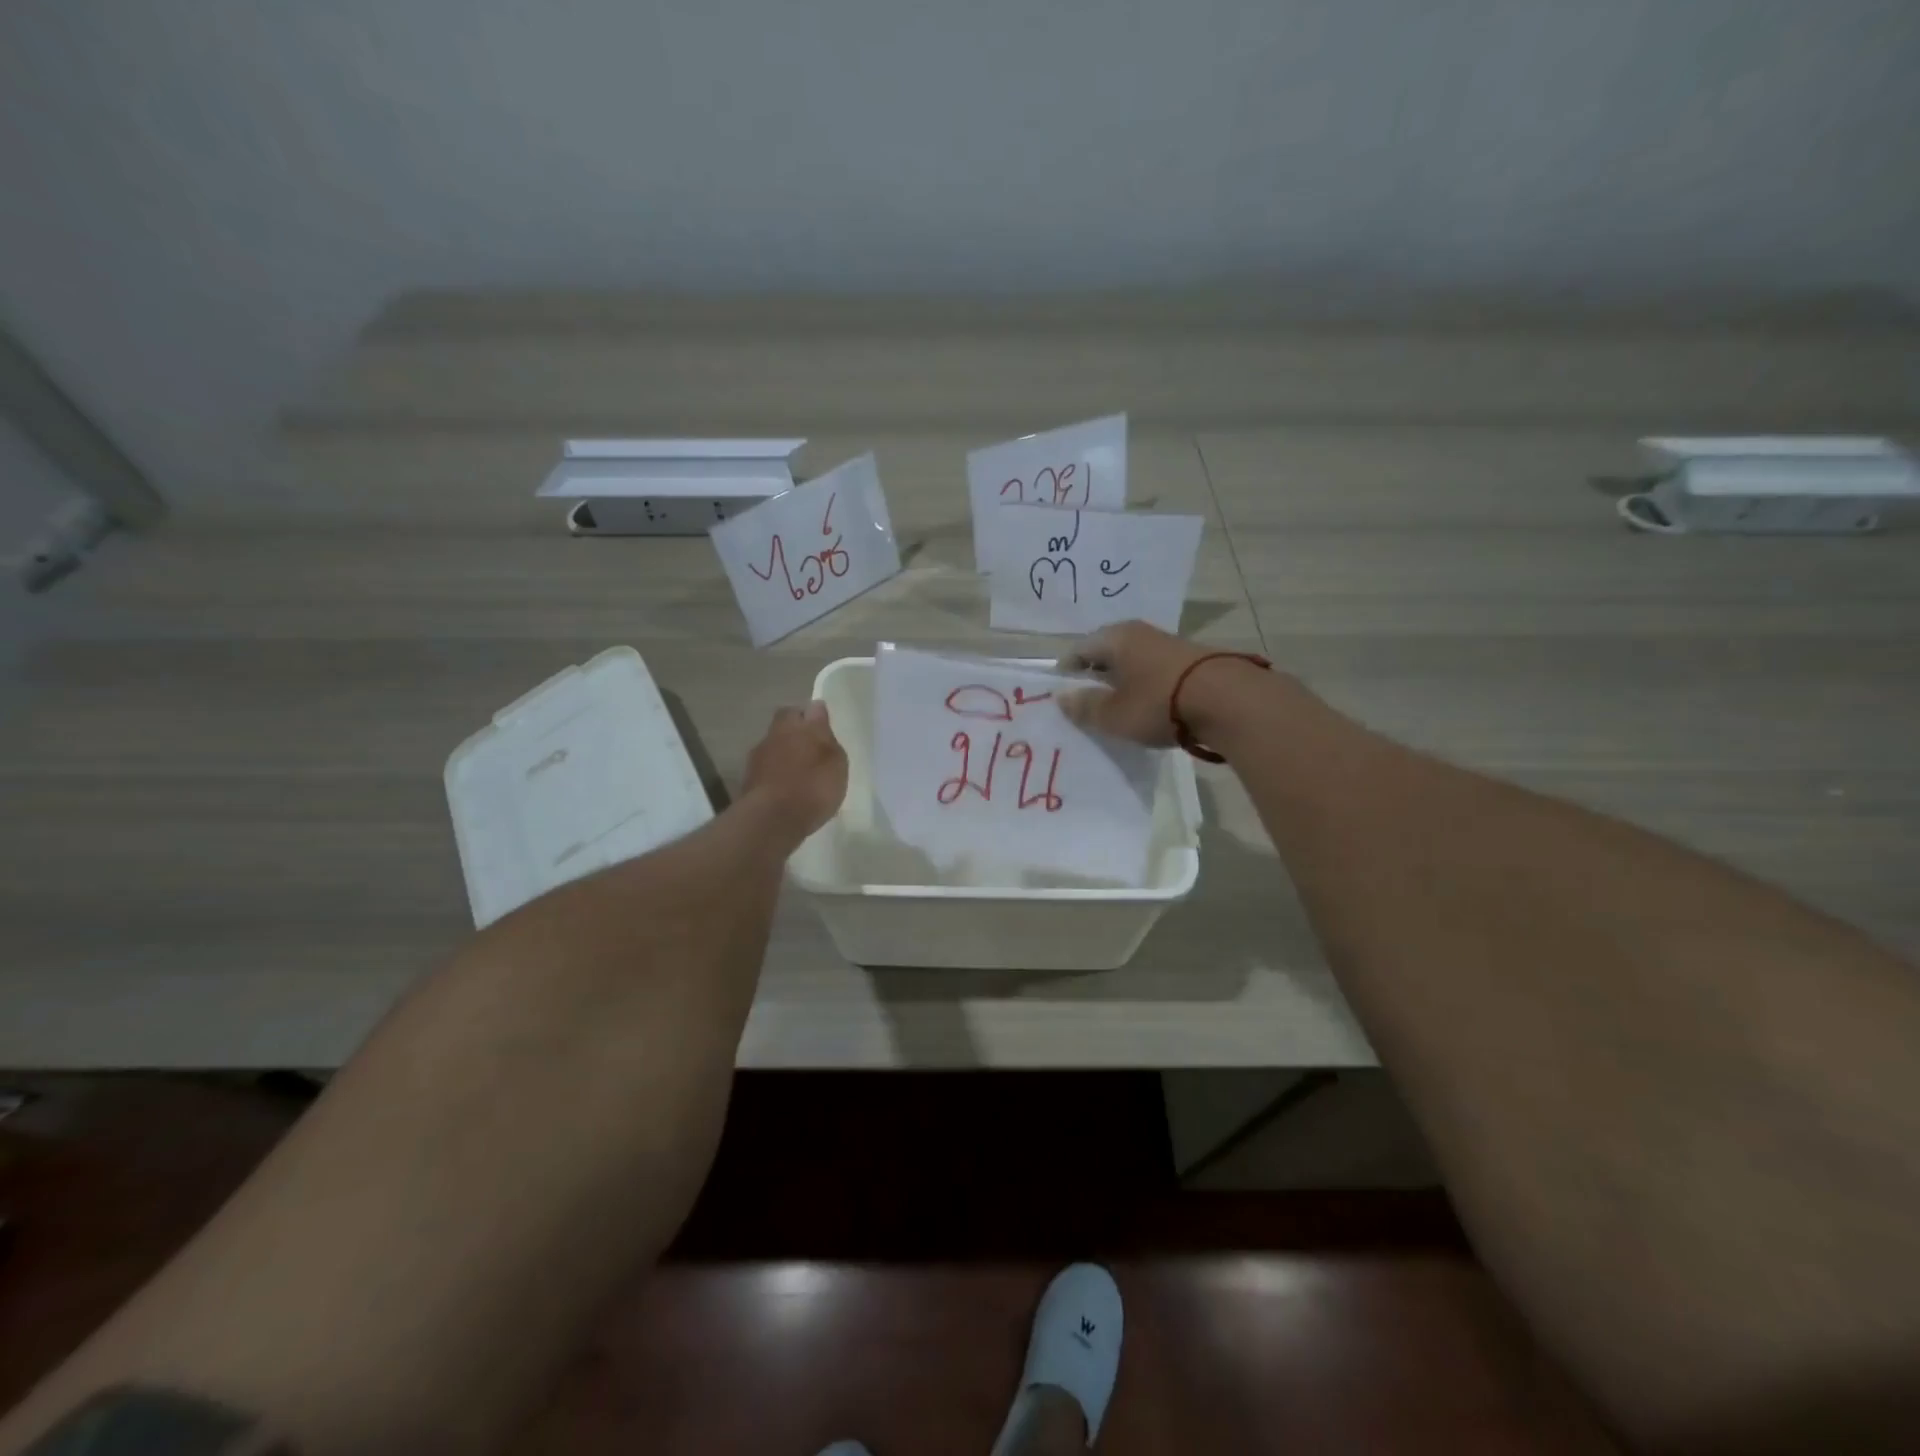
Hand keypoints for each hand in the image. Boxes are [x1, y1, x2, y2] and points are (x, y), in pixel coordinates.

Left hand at [742, 701, 847, 840]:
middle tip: (812, 746)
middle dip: (796, 731)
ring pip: (774, 747)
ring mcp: (758, 758)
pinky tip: (788, 789)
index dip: (815, 715)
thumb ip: (826, 737)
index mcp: (797, 726)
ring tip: (801, 772)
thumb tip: (817, 712)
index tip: (824, 725)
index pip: (807, 709)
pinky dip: (777, 775)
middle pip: (785, 724)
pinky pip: (767, 770)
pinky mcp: (749, 781)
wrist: (772, 819)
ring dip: (785, 754)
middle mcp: (775, 735)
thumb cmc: (812, 787)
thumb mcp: (835, 762)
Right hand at [1056, 621, 1267, 747]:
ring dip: (1122, 679)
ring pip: (1132, 659)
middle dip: (1094, 674)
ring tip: (1116, 705)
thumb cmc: (1159, 704)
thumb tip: (1062, 697)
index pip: (1079, 649)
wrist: (1228, 700)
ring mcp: (1167, 643)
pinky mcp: (1190, 659)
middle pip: (1106, 651)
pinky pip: (1153, 669)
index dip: (1066, 671)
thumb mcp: (1114, 714)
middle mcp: (1139, 633)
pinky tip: (1147, 703)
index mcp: (1114, 638)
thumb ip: (1085, 707)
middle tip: (1086, 700)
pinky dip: (1144, 683)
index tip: (1061, 692)